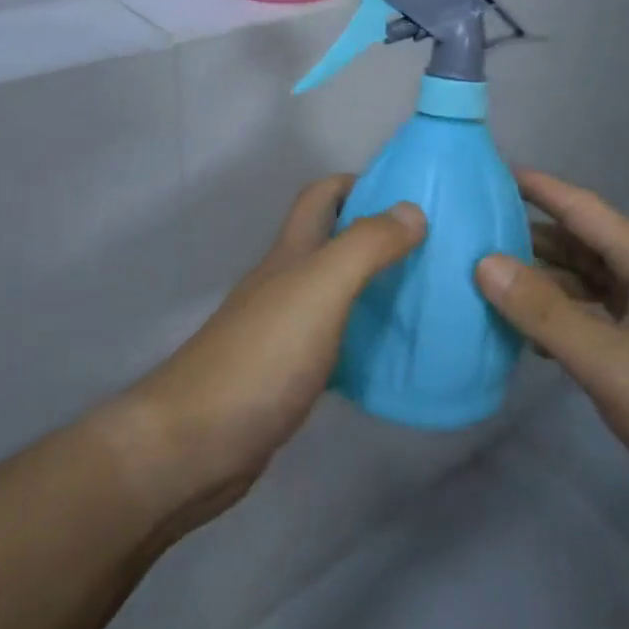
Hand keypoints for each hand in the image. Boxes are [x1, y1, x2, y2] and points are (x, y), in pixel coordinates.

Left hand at [115, 176, 424, 528]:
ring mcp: (284, 330)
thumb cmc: (261, 357)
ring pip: (336, 293)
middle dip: (377, 236)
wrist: (195, 444)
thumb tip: (412, 210)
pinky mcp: (288, 375)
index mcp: (290, 254)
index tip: (410, 195)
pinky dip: (365, 339)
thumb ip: (364, 247)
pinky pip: (336, 342)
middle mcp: (285, 283)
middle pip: (332, 243)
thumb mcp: (319, 289)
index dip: (359, 183)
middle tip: (433, 250)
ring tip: (427, 298)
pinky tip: (394, 356)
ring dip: (376, 288)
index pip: (321, 196)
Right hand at [475, 169, 628, 541]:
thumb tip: (485, 263)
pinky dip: (567, 320)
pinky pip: (603, 321)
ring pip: (594, 285)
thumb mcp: (613, 363)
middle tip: (475, 232)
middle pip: (586, 245)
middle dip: (533, 235)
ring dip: (548, 281)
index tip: (492, 171)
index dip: (539, 188)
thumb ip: (547, 313)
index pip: (585, 209)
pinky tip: (536, 338)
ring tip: (493, 281)